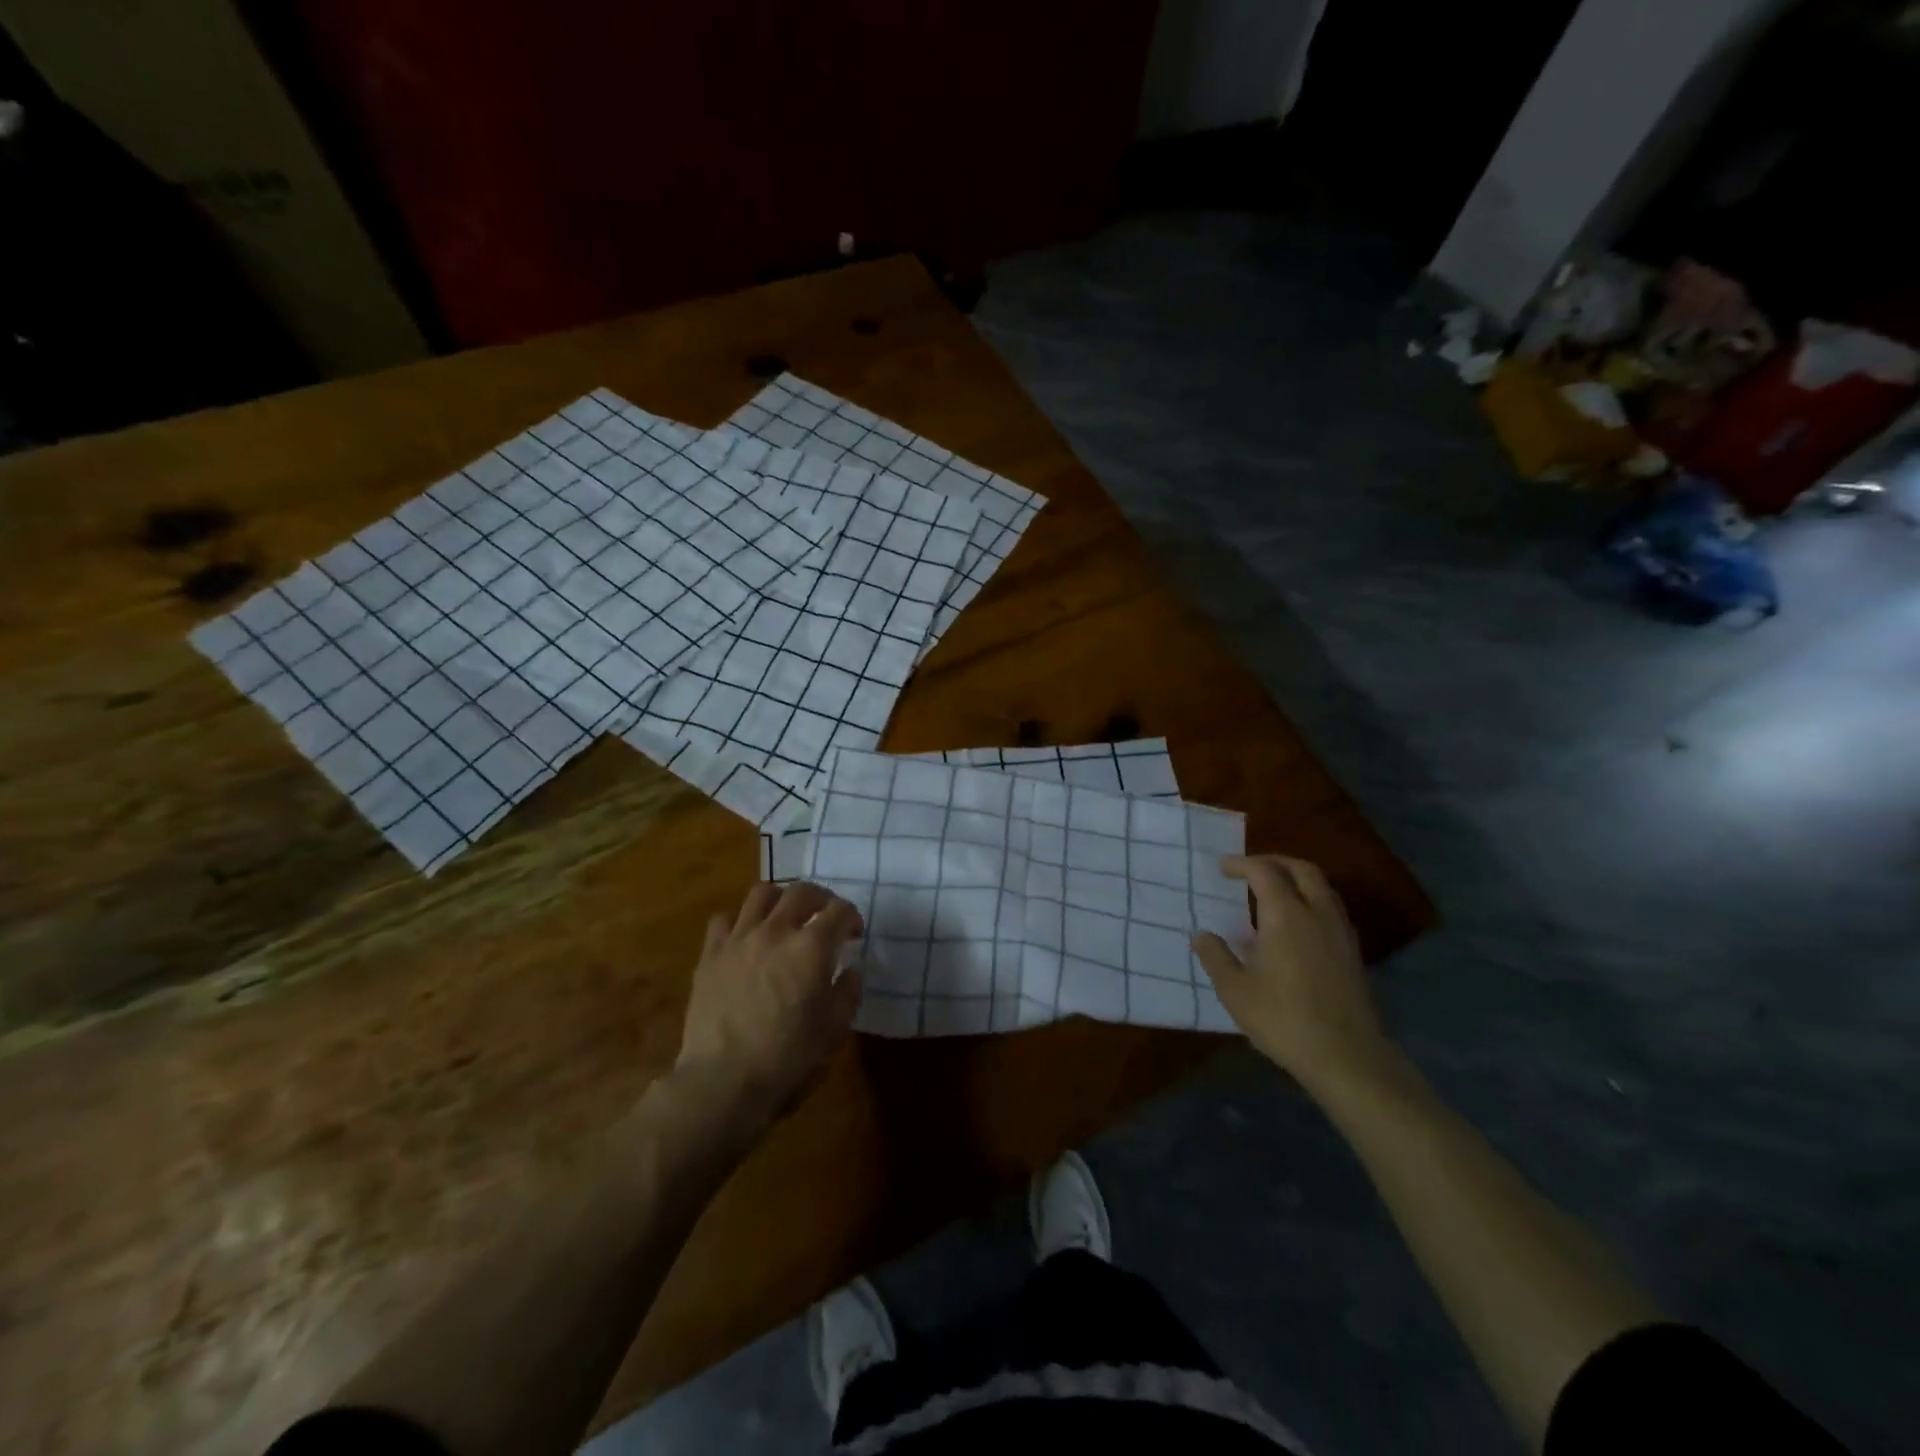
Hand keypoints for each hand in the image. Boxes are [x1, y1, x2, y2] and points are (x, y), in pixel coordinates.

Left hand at [676, 881, 864, 1130]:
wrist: (722, 1082)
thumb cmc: (787, 1059)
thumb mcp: (834, 1031)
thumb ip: (847, 992)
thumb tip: (850, 970)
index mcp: (812, 948)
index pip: (839, 911)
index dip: (852, 917)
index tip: (854, 934)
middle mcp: (776, 931)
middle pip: (802, 891)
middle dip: (821, 898)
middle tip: (825, 916)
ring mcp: (739, 938)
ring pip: (761, 893)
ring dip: (780, 899)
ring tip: (785, 916)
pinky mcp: (710, 954)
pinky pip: (723, 920)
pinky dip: (739, 922)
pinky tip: (745, 940)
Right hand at [1192, 855, 1402, 1101]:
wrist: (1347, 1056)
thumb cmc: (1283, 1019)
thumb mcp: (1235, 991)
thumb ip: (1216, 957)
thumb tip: (1201, 935)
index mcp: (1284, 915)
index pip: (1263, 871)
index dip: (1241, 864)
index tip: (1222, 868)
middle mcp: (1316, 914)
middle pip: (1302, 869)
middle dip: (1275, 861)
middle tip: (1251, 869)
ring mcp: (1340, 932)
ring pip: (1323, 887)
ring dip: (1297, 879)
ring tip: (1275, 891)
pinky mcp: (1353, 953)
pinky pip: (1332, 909)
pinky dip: (1313, 901)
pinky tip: (1299, 924)